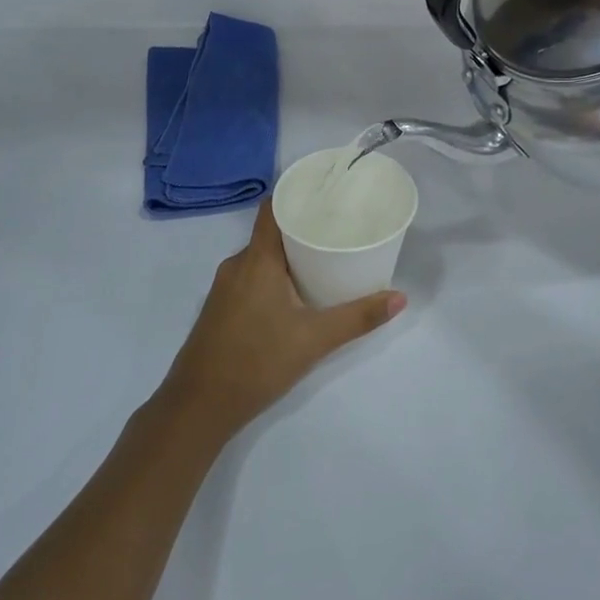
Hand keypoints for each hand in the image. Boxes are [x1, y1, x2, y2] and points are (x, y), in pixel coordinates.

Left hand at [161, 203, 404, 439]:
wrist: (199, 405)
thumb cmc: (257, 361)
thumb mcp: (314, 339)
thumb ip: (357, 317)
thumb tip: (400, 297)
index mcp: (256, 259)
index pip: (273, 208)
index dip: (297, 195)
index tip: (326, 193)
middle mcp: (237, 264)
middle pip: (271, 233)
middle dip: (303, 229)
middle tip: (338, 229)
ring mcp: (224, 287)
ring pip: (261, 258)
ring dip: (288, 255)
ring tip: (324, 259)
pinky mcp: (220, 308)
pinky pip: (251, 277)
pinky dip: (273, 276)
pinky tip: (295, 293)